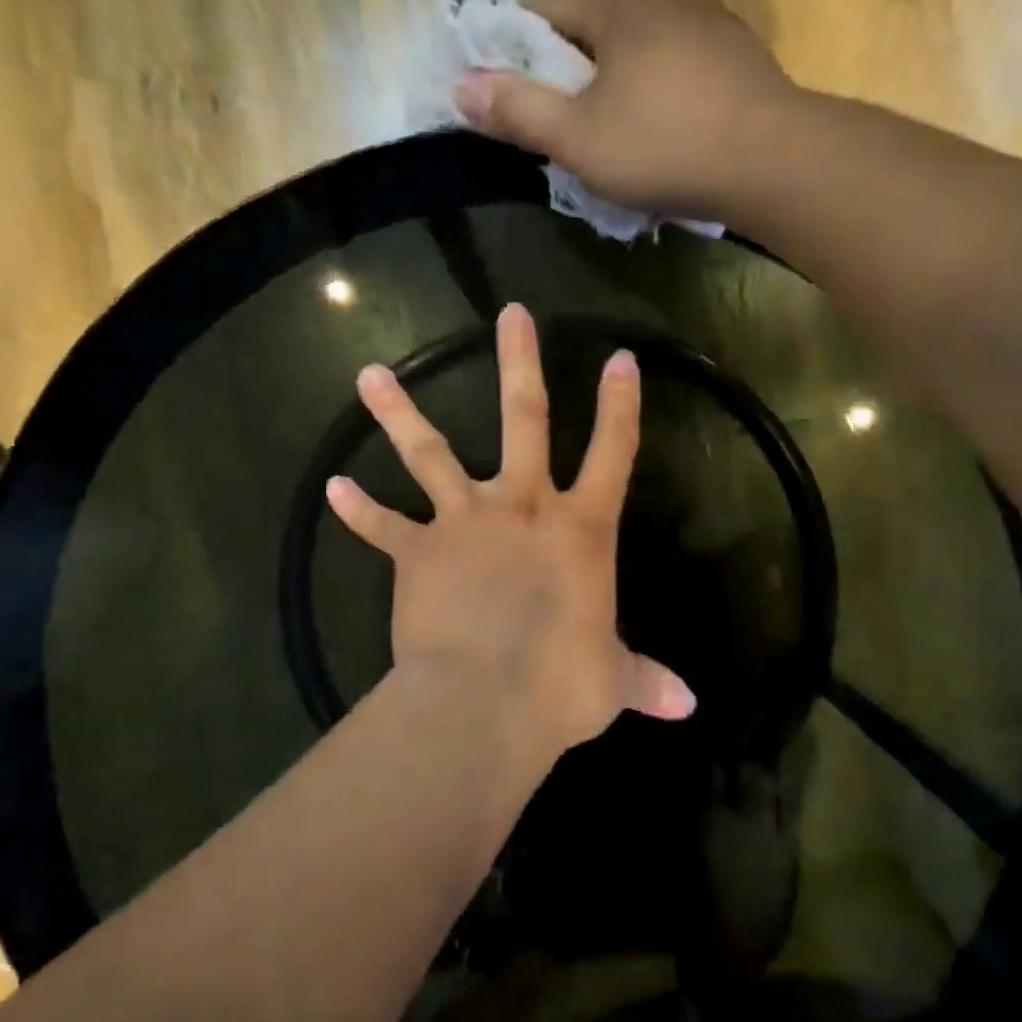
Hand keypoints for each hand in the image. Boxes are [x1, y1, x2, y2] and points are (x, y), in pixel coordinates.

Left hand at [326, 303, 694, 763]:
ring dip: (399, 412)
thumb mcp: (611, 681)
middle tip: (510, 313)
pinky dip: (358, 509)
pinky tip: (334, 488)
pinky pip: (382, 526)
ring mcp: (464, 522)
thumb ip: (646, 681)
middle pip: (524, 417)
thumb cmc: (560, 686)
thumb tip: (687, 707)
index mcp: (580, 530)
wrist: (484, 703)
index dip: (620, 405)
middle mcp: (523, 508)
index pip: (613, 452)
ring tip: (369, 373)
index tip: (620, 357)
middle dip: (519, 362)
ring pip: (429, 453)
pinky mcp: (416, 552)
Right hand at [452, 0, 801, 217]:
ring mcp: (708, 16)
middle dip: (577, 77)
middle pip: (594, 28)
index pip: (544, 12)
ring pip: (641, 47)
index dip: (524, 60)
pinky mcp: (738, 51)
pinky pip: (680, 65)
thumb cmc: (663, 147)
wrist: (771, 162)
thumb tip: (460, 88)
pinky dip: (664, 93)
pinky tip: (671, 134)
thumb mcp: (577, 139)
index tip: (528, 110)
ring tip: (626, 141)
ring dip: (623, 86)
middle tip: (576, 136)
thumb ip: (517, 111)